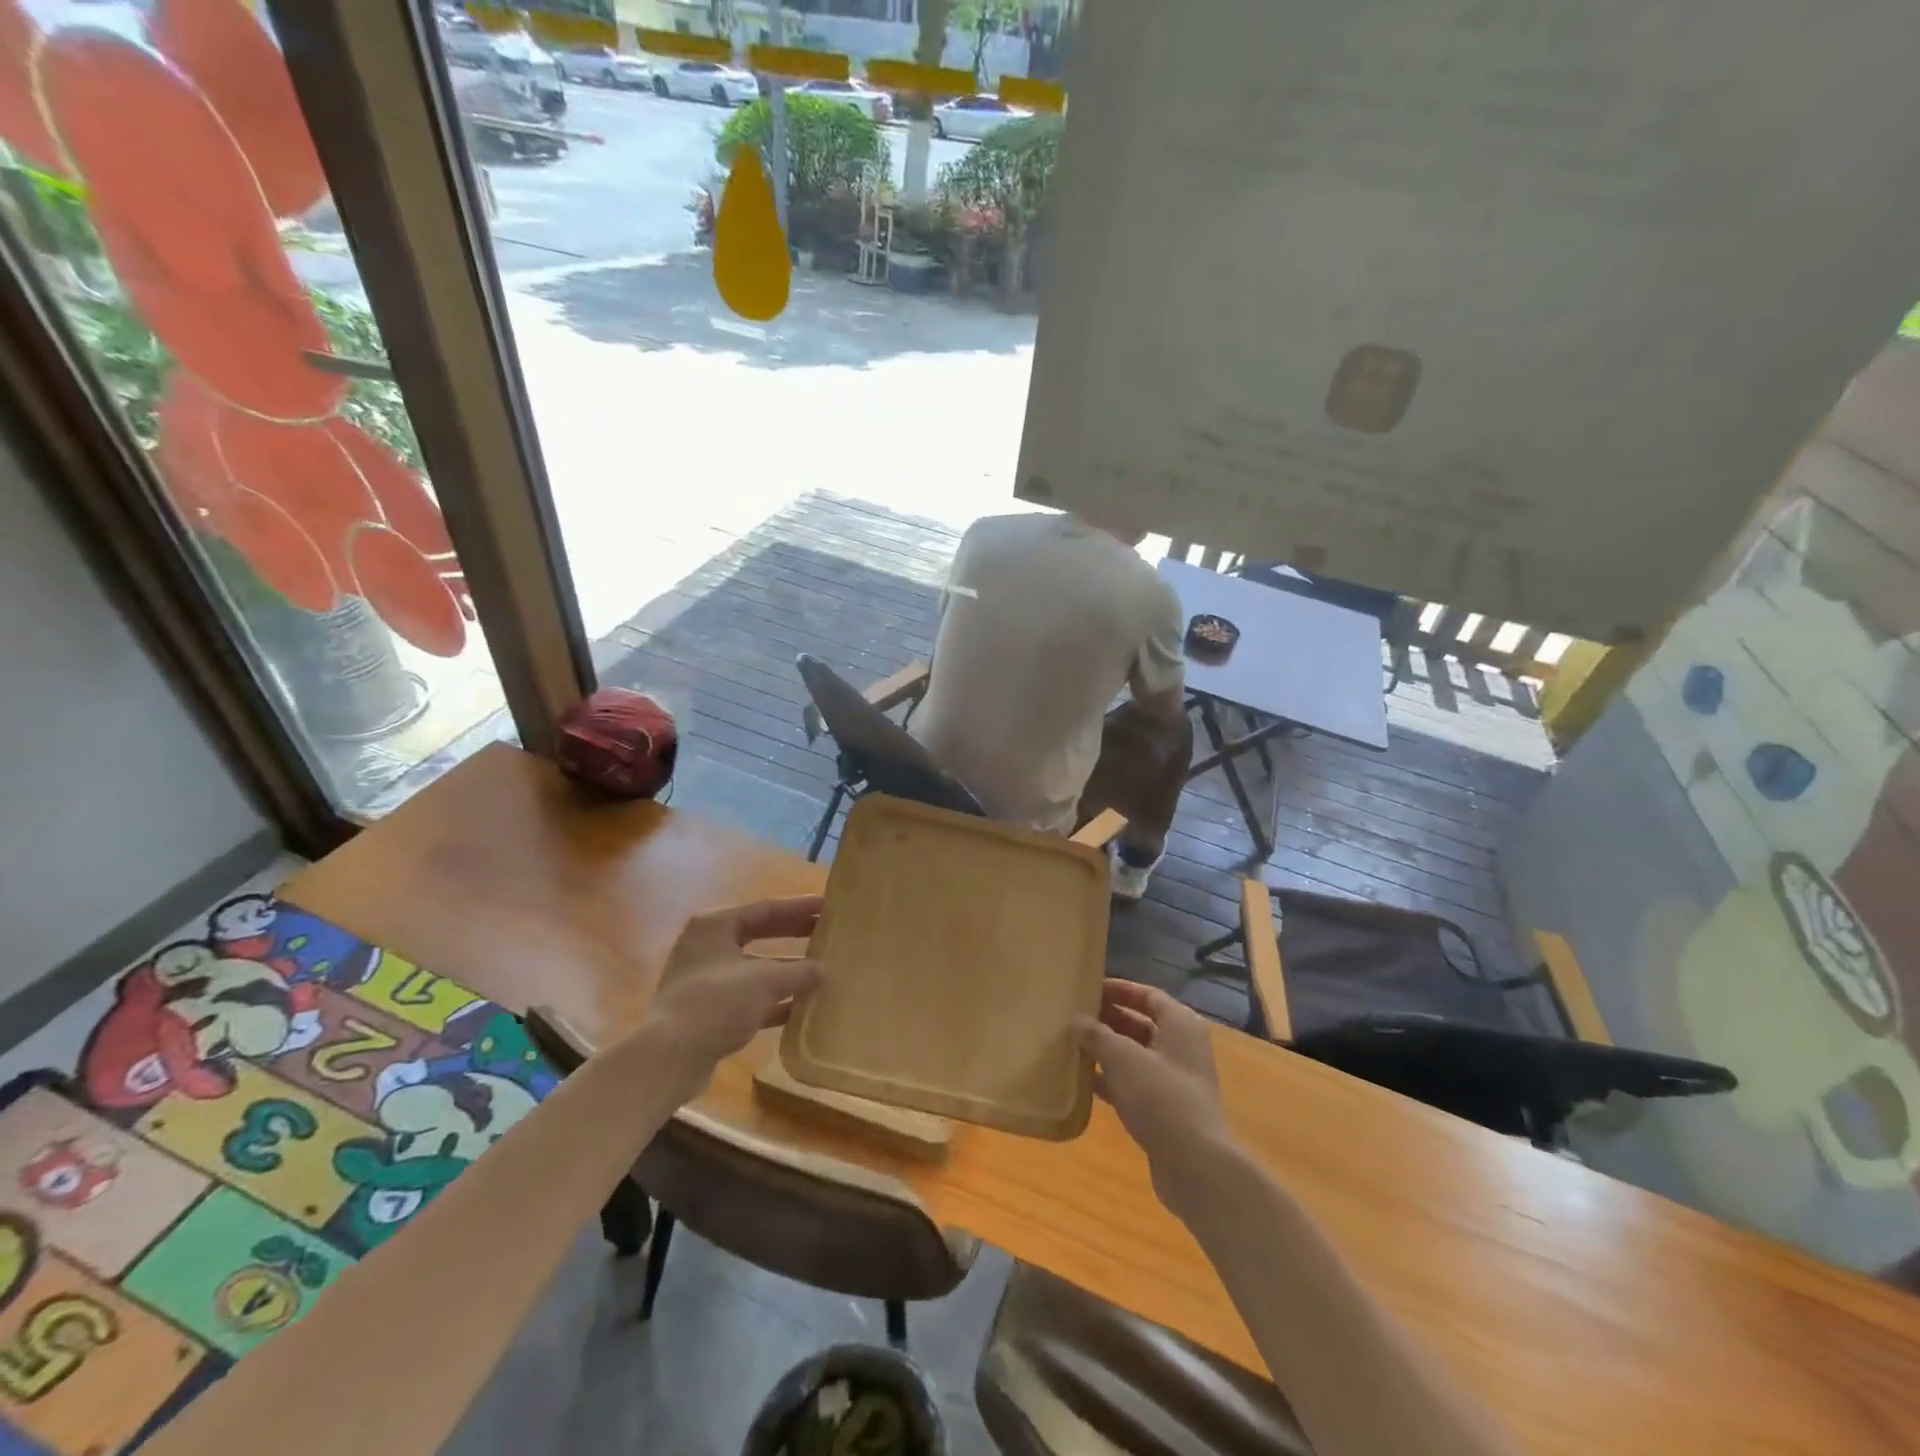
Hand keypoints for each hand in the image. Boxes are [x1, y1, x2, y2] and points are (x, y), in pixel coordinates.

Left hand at [647, 896, 823, 1095]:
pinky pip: (747, 995)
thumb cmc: (717, 1003)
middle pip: (759, 934)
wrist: (670, 1058)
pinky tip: (799, 1006)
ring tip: (820, 970)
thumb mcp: (766, 981)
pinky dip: (772, 999)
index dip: (799, 908)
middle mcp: (706, 946)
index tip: (827, 907)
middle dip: (793, 935)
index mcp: (715, 925)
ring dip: (785, 970)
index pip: (765, 909)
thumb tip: (824, 971)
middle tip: (826, 933)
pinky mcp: (706, 1009)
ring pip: (754, 967)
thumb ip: (800, 972)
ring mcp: (704, 979)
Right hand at [1074, 981, 1233, 1210]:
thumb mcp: (1122, 1057)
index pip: (1147, 995)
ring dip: (1106, 1051)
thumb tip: (1076, 1022)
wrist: (1194, 1165)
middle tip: (1074, 1018)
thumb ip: (1096, 1035)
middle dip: (1108, 1020)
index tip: (1088, 989)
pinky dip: (1111, 1079)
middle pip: (1141, 1024)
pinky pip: (1134, 1083)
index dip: (1118, 990)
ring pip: (1135, 1056)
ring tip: (1072, 1045)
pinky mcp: (1166, 1109)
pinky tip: (1083, 1081)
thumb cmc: (1160, 1096)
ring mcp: (1175, 1080)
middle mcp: (1182, 1047)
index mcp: (1180, 1024)